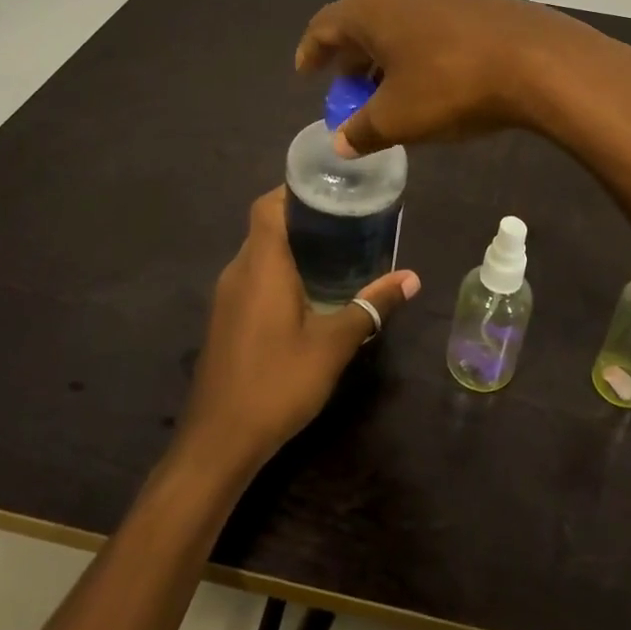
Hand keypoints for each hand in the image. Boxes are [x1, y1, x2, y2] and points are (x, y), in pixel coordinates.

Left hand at [178, 188, 419, 475]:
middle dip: (304, 218)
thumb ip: (371, 307)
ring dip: (292, 246)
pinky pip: (254, 277)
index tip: (332, 189)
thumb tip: (411, 277)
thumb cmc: (278, 383)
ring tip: (337, 250)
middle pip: (266, 226)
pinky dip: (280, 271)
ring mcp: (227, 296)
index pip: (269, 206)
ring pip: (260, 253)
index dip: (296, 190)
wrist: (219, 440)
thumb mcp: (333, 344)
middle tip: (348, 219)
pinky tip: (310, 291)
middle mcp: (238, 271)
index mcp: (261, 265)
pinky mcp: (226, 319)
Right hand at [294, 0, 630, 156]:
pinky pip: (432, 20)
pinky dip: (418, 46)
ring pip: (400, 19)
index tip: (307, 73)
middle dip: (352, 56)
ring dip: (387, 52)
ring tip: (389, 86)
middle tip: (349, 88)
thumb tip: (340, 143)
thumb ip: (361, 131)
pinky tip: (431, 74)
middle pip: (363, 20)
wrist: (539, 62)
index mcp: (372, 7)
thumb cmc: (452, 86)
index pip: (325, 25)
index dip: (312, 51)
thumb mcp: (398, 119)